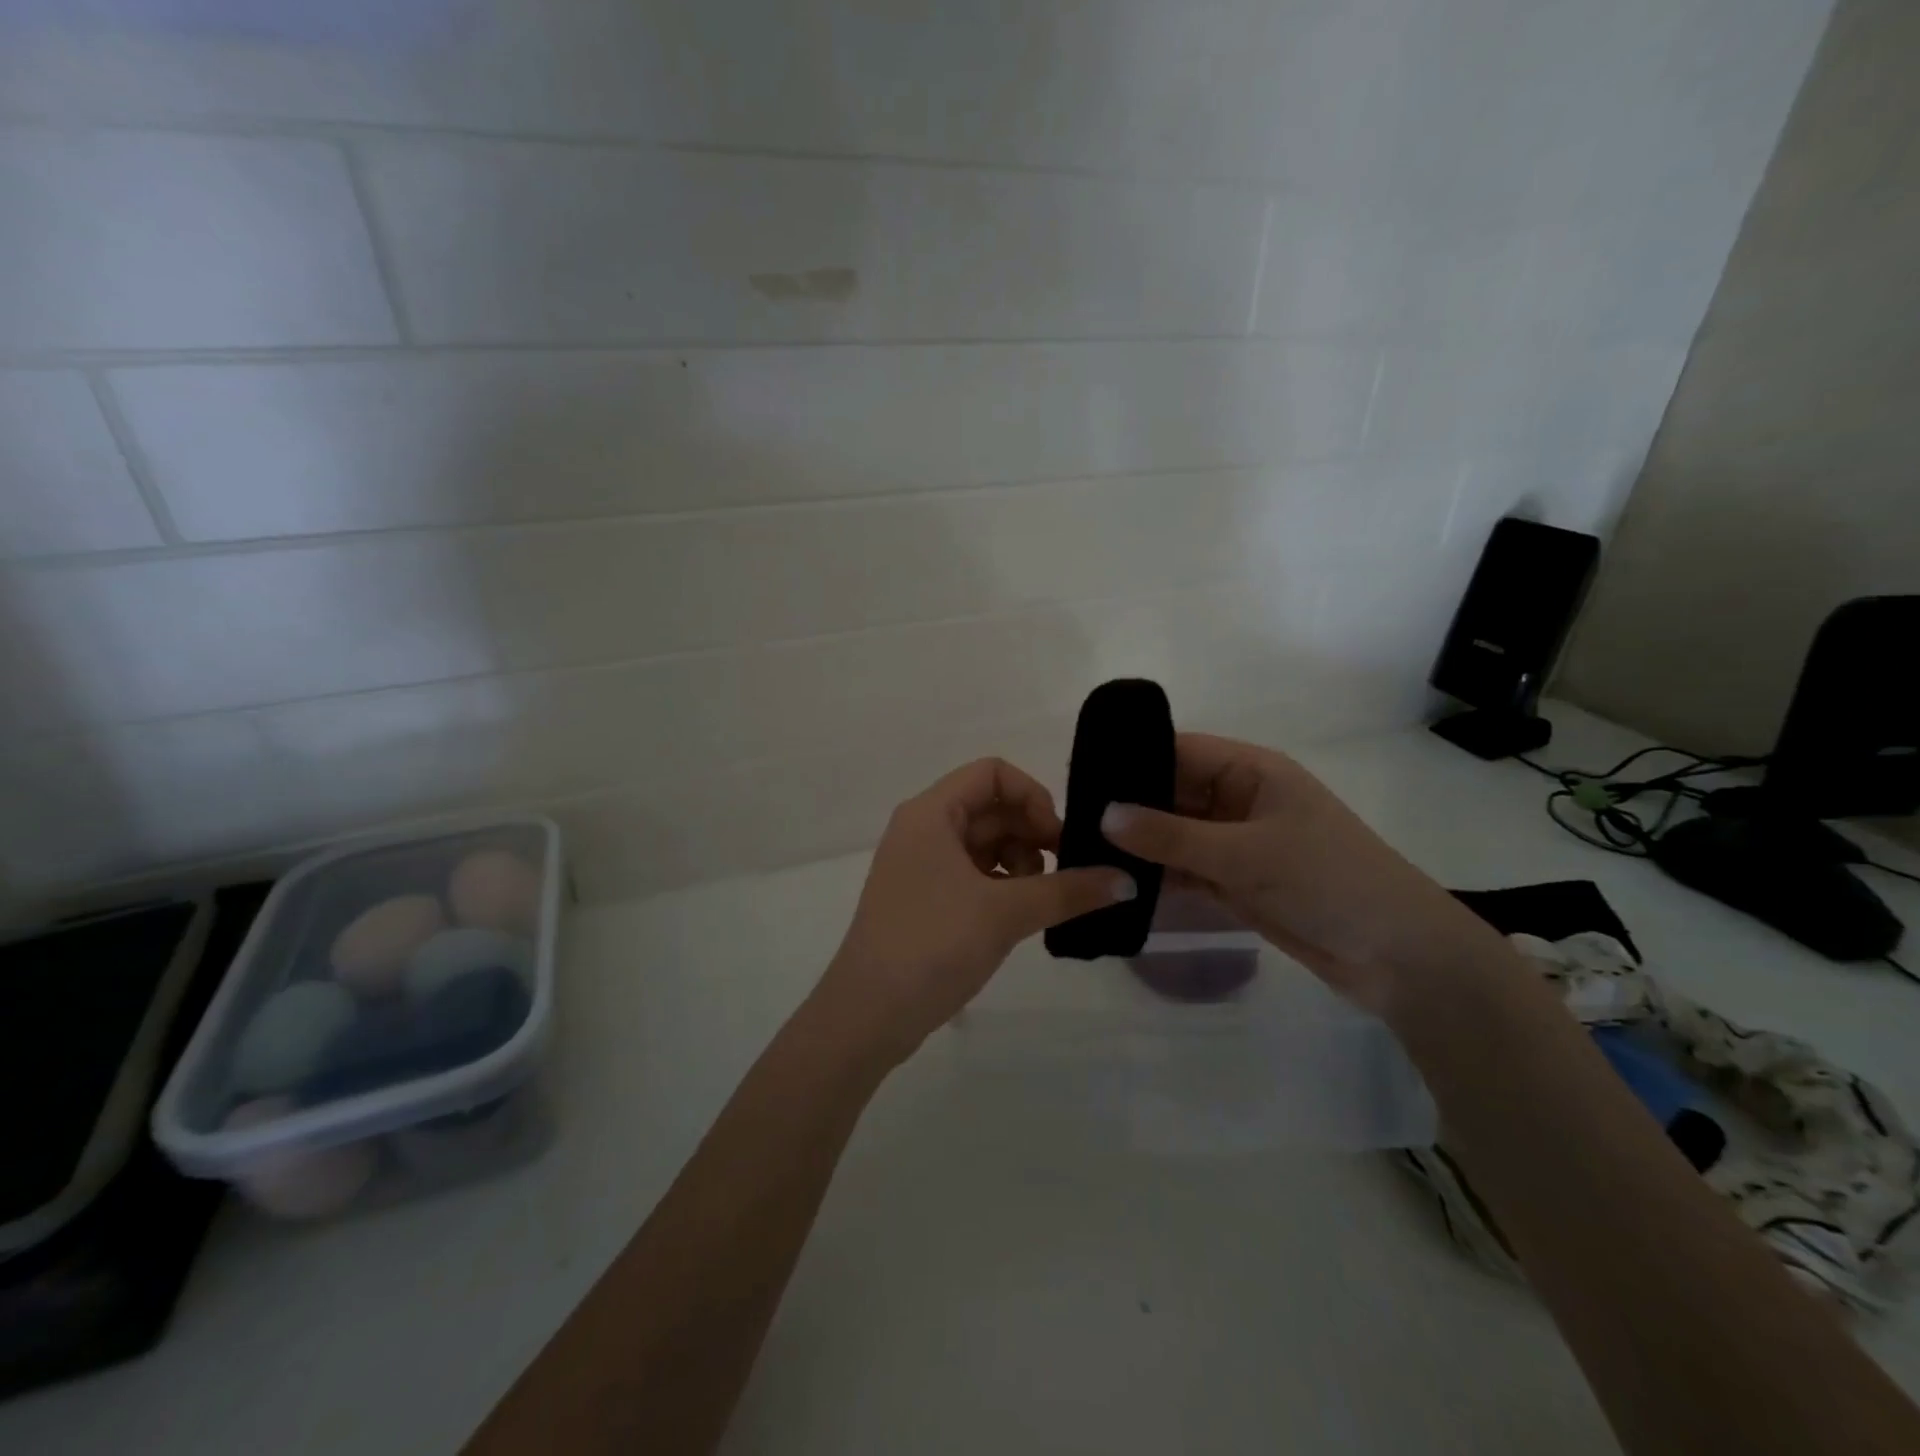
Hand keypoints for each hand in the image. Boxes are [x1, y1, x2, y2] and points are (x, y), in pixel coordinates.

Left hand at [810, 758, 1134, 1068]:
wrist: (868, 1014)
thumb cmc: (933, 944)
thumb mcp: (1006, 913)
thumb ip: (1069, 891)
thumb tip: (1128, 880)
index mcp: (931, 812)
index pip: (992, 773)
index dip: (1033, 796)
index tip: (1058, 839)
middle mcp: (923, 828)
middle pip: (990, 808)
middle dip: (1032, 833)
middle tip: (1065, 874)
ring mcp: (920, 865)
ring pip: (984, 843)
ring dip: (1020, 862)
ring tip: (1040, 900)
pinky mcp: (924, 898)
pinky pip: (972, 873)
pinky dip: (1001, 885)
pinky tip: (1020, 915)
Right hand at [1100, 733, 1510, 1014]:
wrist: (1398, 956)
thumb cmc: (1329, 881)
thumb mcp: (1246, 853)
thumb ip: (1171, 837)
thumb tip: (1103, 814)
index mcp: (1250, 771)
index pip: (1177, 751)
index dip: (1131, 760)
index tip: (1079, 777)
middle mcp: (1237, 800)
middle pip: (1170, 793)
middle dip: (1127, 807)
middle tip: (1069, 821)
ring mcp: (1234, 843)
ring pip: (1172, 835)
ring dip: (1137, 846)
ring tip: (1080, 853)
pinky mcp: (1233, 881)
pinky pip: (1183, 870)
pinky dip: (1155, 877)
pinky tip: (1114, 884)